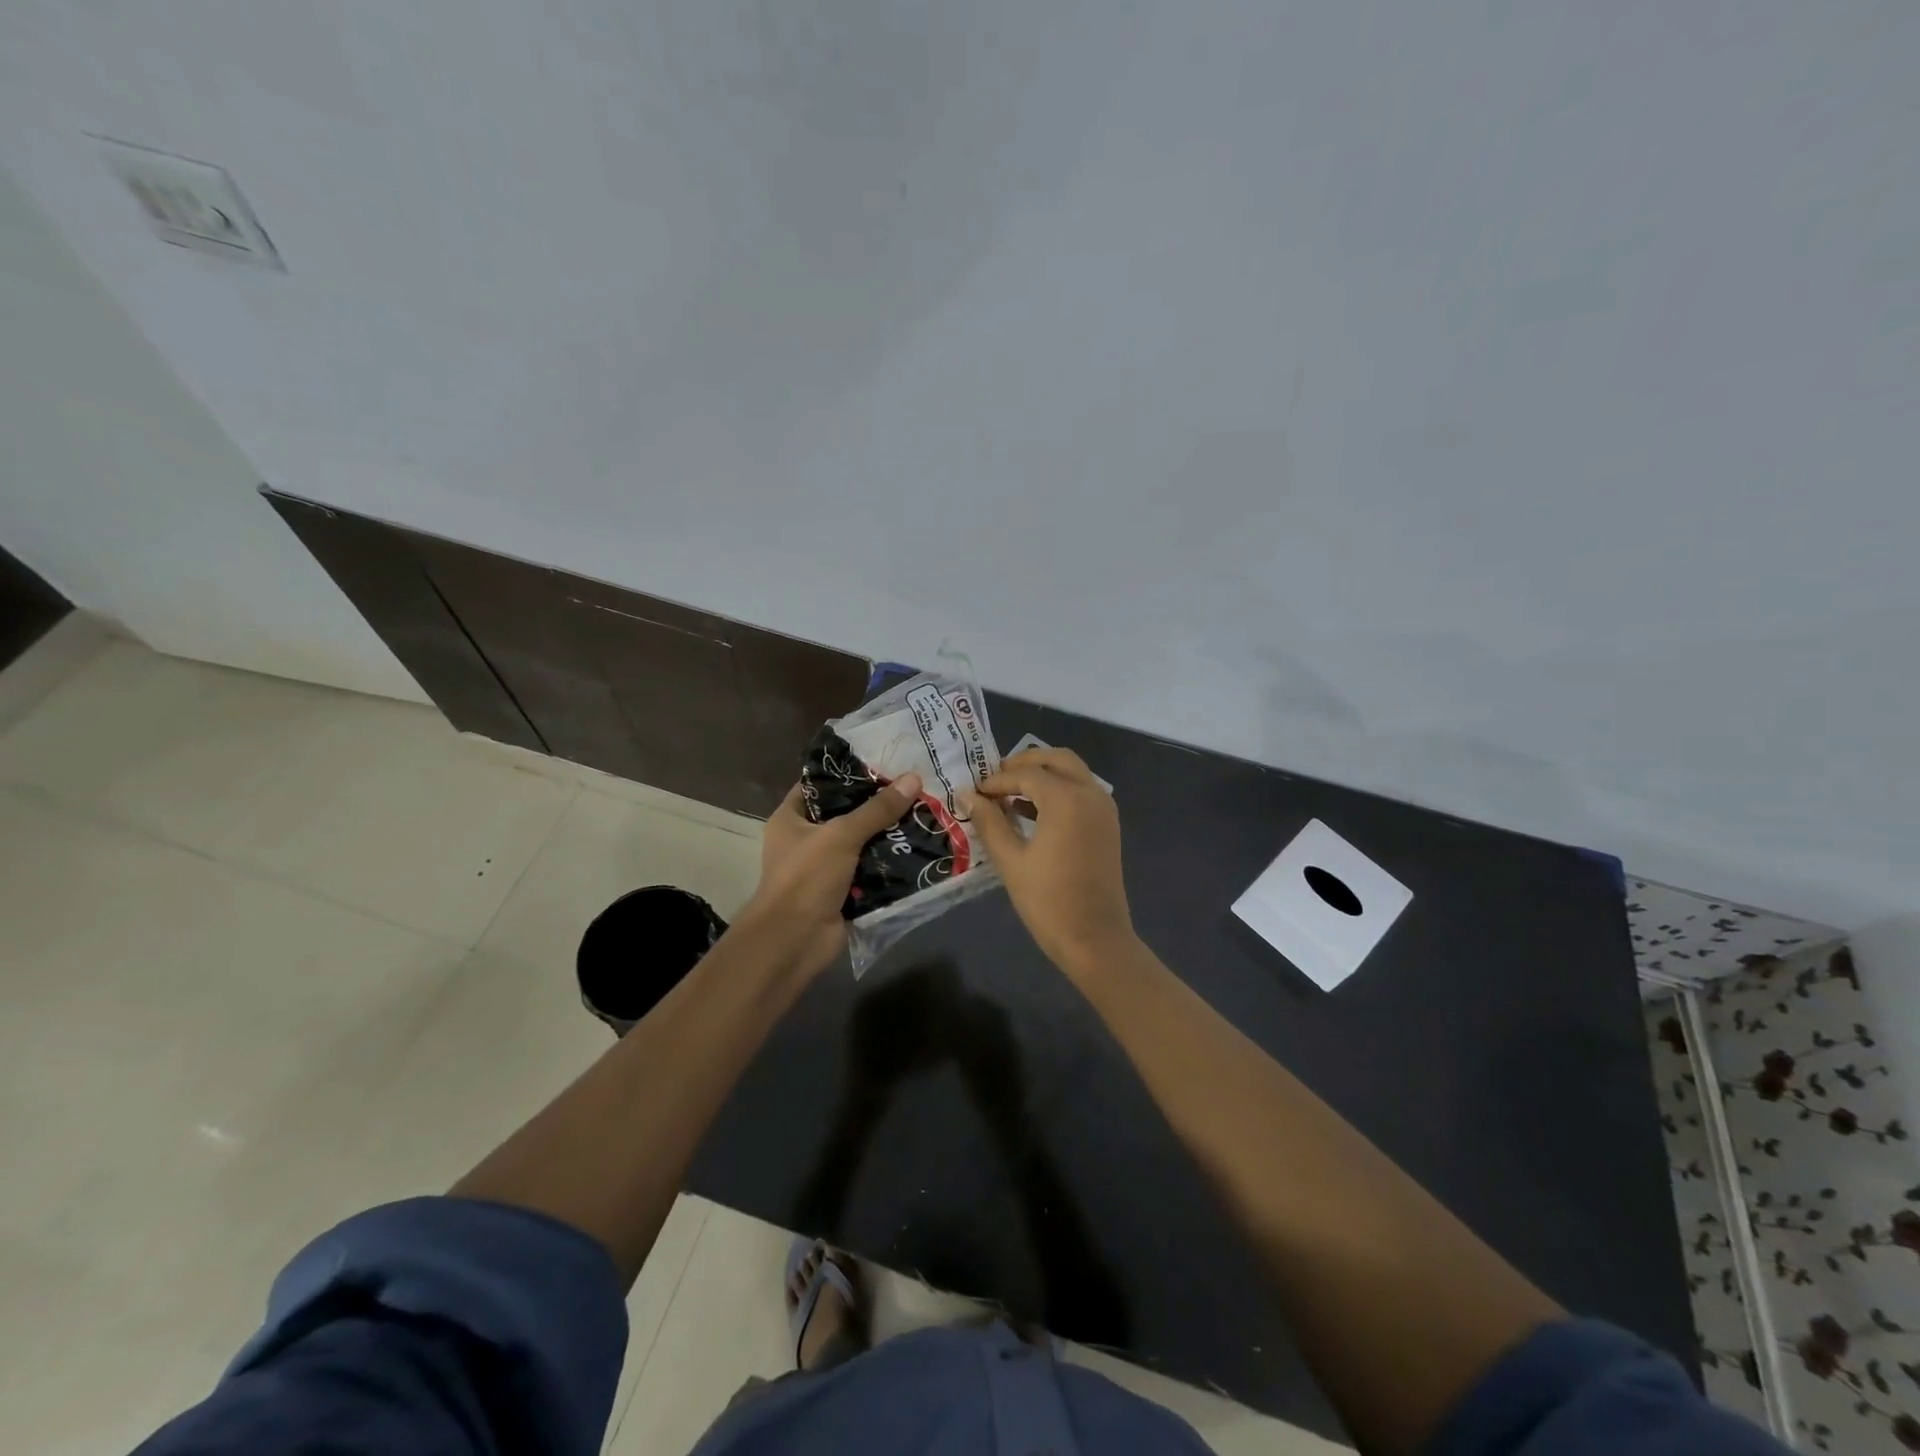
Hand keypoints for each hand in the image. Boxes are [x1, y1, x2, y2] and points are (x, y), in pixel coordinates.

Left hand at [742, 772, 921, 978]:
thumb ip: (877, 809)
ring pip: (861, 843)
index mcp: (790, 819)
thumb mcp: (841, 835)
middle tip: (912, 787)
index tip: (883, 762)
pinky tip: (919, 847)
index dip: (848, 773)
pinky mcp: (843, 892)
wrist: (795, 940)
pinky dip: (890, 863)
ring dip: (888, 834)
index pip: (819, 785)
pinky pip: (871, 870)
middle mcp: (805, 840)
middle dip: (877, 805)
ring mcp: (825, 868)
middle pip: (845, 814)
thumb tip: (913, 778)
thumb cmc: (806, 877)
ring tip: (923, 812)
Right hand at [968, 747, 1134, 972]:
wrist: (1095, 939)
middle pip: (1056, 759)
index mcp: (1066, 799)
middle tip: (995, 778)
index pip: (1025, 774)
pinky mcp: (1108, 824)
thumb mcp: (1010, 860)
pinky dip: (1059, 789)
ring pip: (1072, 772)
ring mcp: (1104, 808)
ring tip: (1009, 793)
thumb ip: (989, 822)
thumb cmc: (1048, 901)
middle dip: (1025, 762)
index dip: (996, 780)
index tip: (974, 791)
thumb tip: (968, 795)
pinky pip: (1082, 791)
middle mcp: (1090, 793)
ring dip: (1043, 774)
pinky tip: (1032, 811)